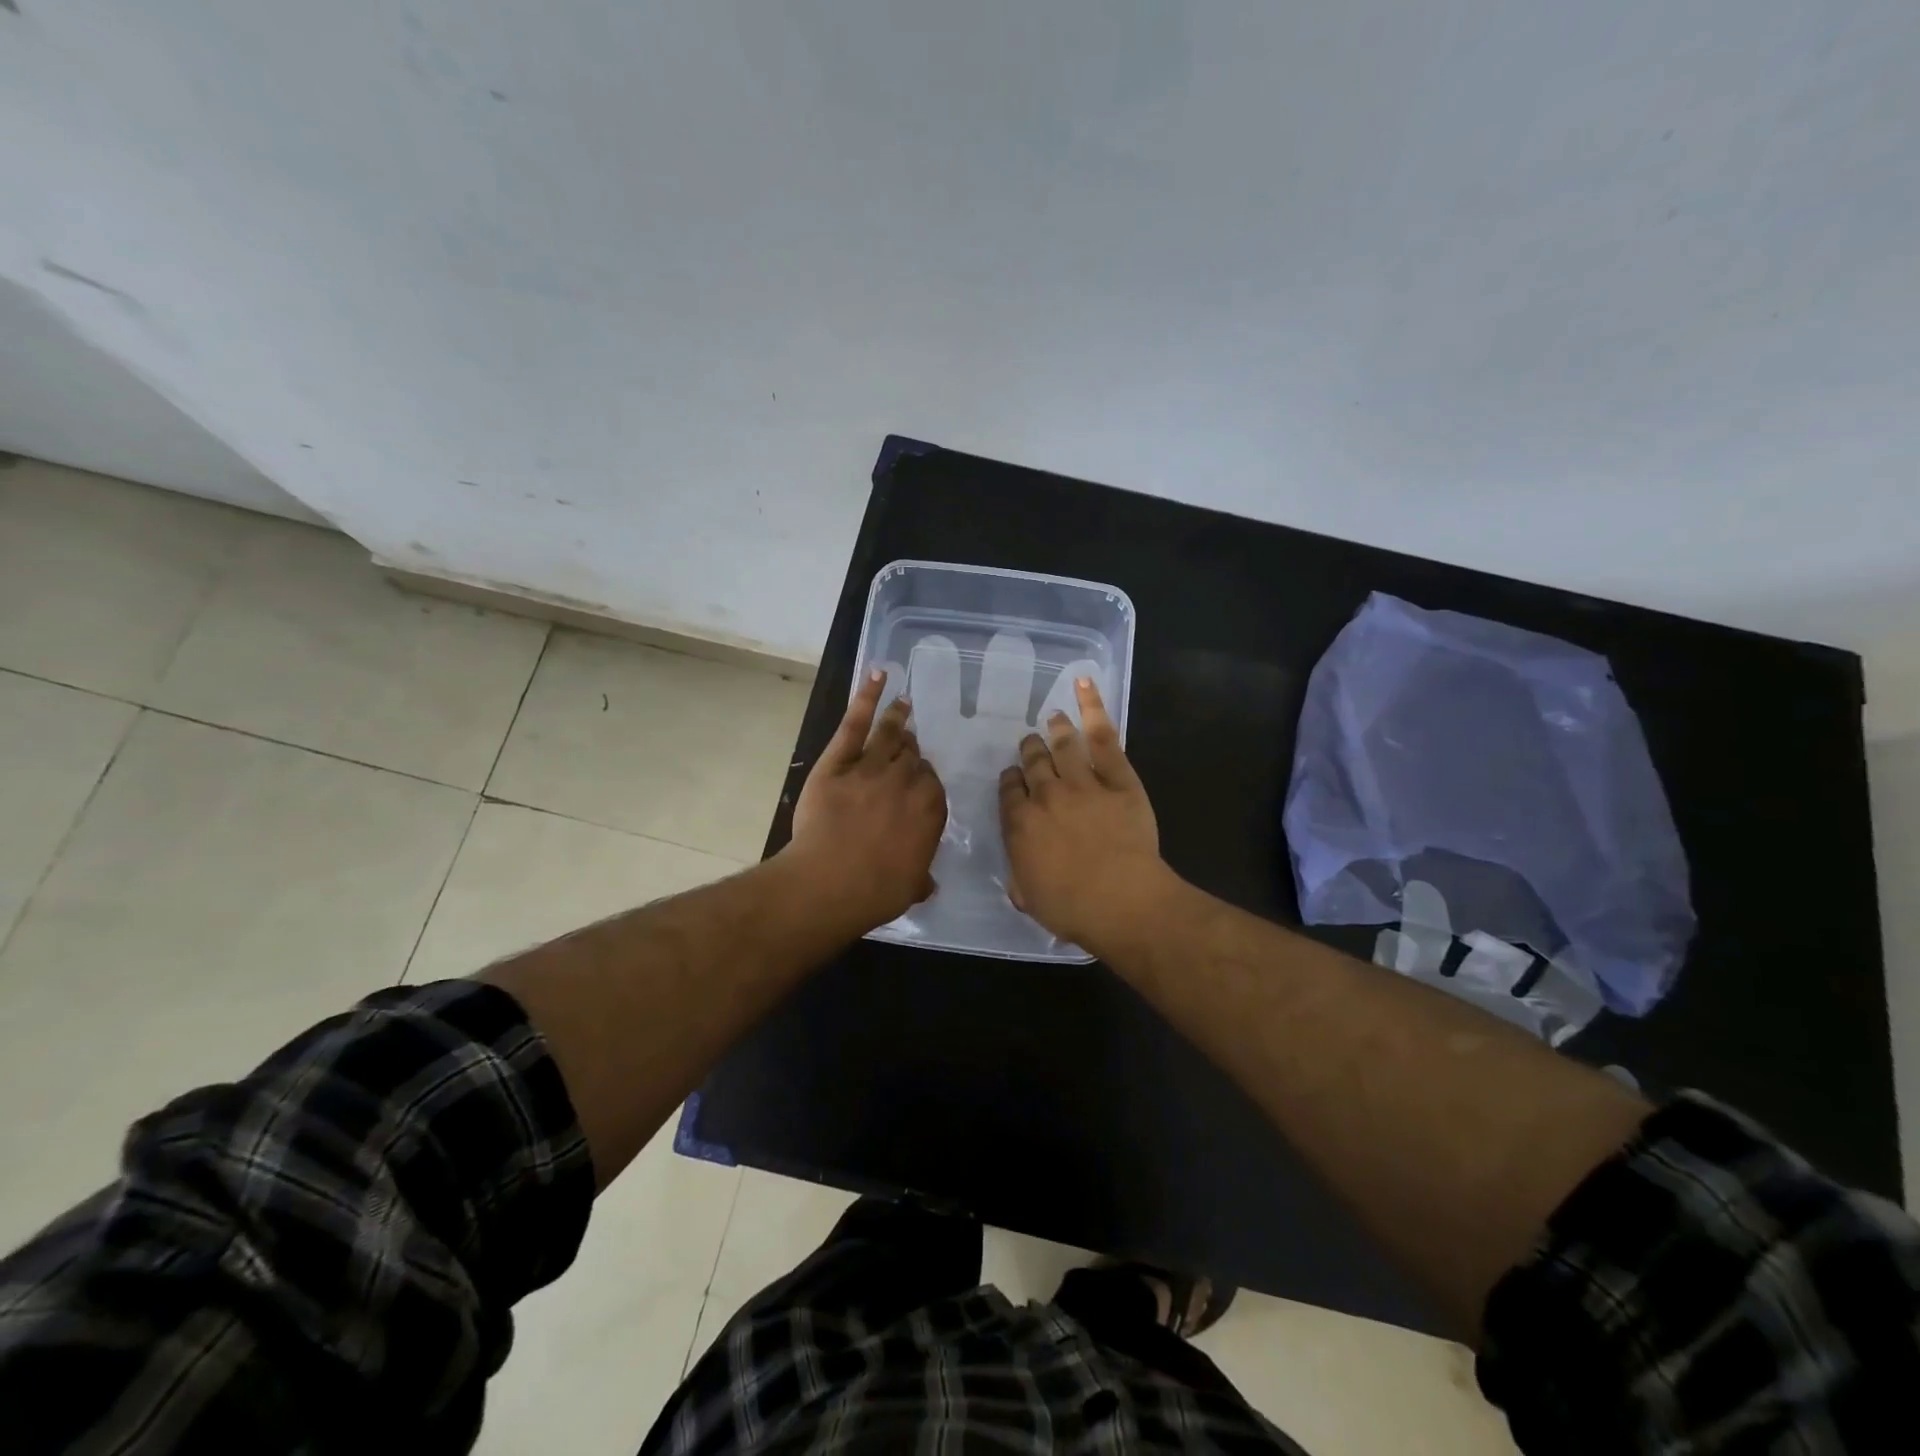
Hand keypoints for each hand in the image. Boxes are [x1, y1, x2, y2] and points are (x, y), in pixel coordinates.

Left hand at [786, 669, 947, 931]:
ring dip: (898, 717)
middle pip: (912, 757)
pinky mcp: (839, 761)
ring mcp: (872, 766)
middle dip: (911, 752)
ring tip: (903, 703)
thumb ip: (921, 877)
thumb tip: (927, 883)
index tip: (918, 782)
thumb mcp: (910, 888)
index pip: (932, 784)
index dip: (923, 781)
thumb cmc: (876, 891)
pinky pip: (856, 723)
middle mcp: (906, 781)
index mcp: (930, 809)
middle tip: (908, 747)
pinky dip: (867, 696)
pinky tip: (878, 675)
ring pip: (890, 735)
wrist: (831, 882)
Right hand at [999, 678, 1171, 952]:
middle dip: (1030, 750)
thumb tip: (1018, 873)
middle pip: (1033, 762)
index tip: (1014, 776)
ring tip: (1053, 716)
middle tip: (1031, 744)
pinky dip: (1092, 707)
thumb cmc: (1072, 908)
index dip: (1011, 780)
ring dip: (1055, 729)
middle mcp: (1045, 795)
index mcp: (1020, 824)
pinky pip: (1103, 736)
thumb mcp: (1030, 899)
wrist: (1120, 900)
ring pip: (1062, 745)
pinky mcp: (1118, 777)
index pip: (1009, 790)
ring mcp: (1082, 782)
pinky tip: (1084, 684)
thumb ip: (1019, 878)